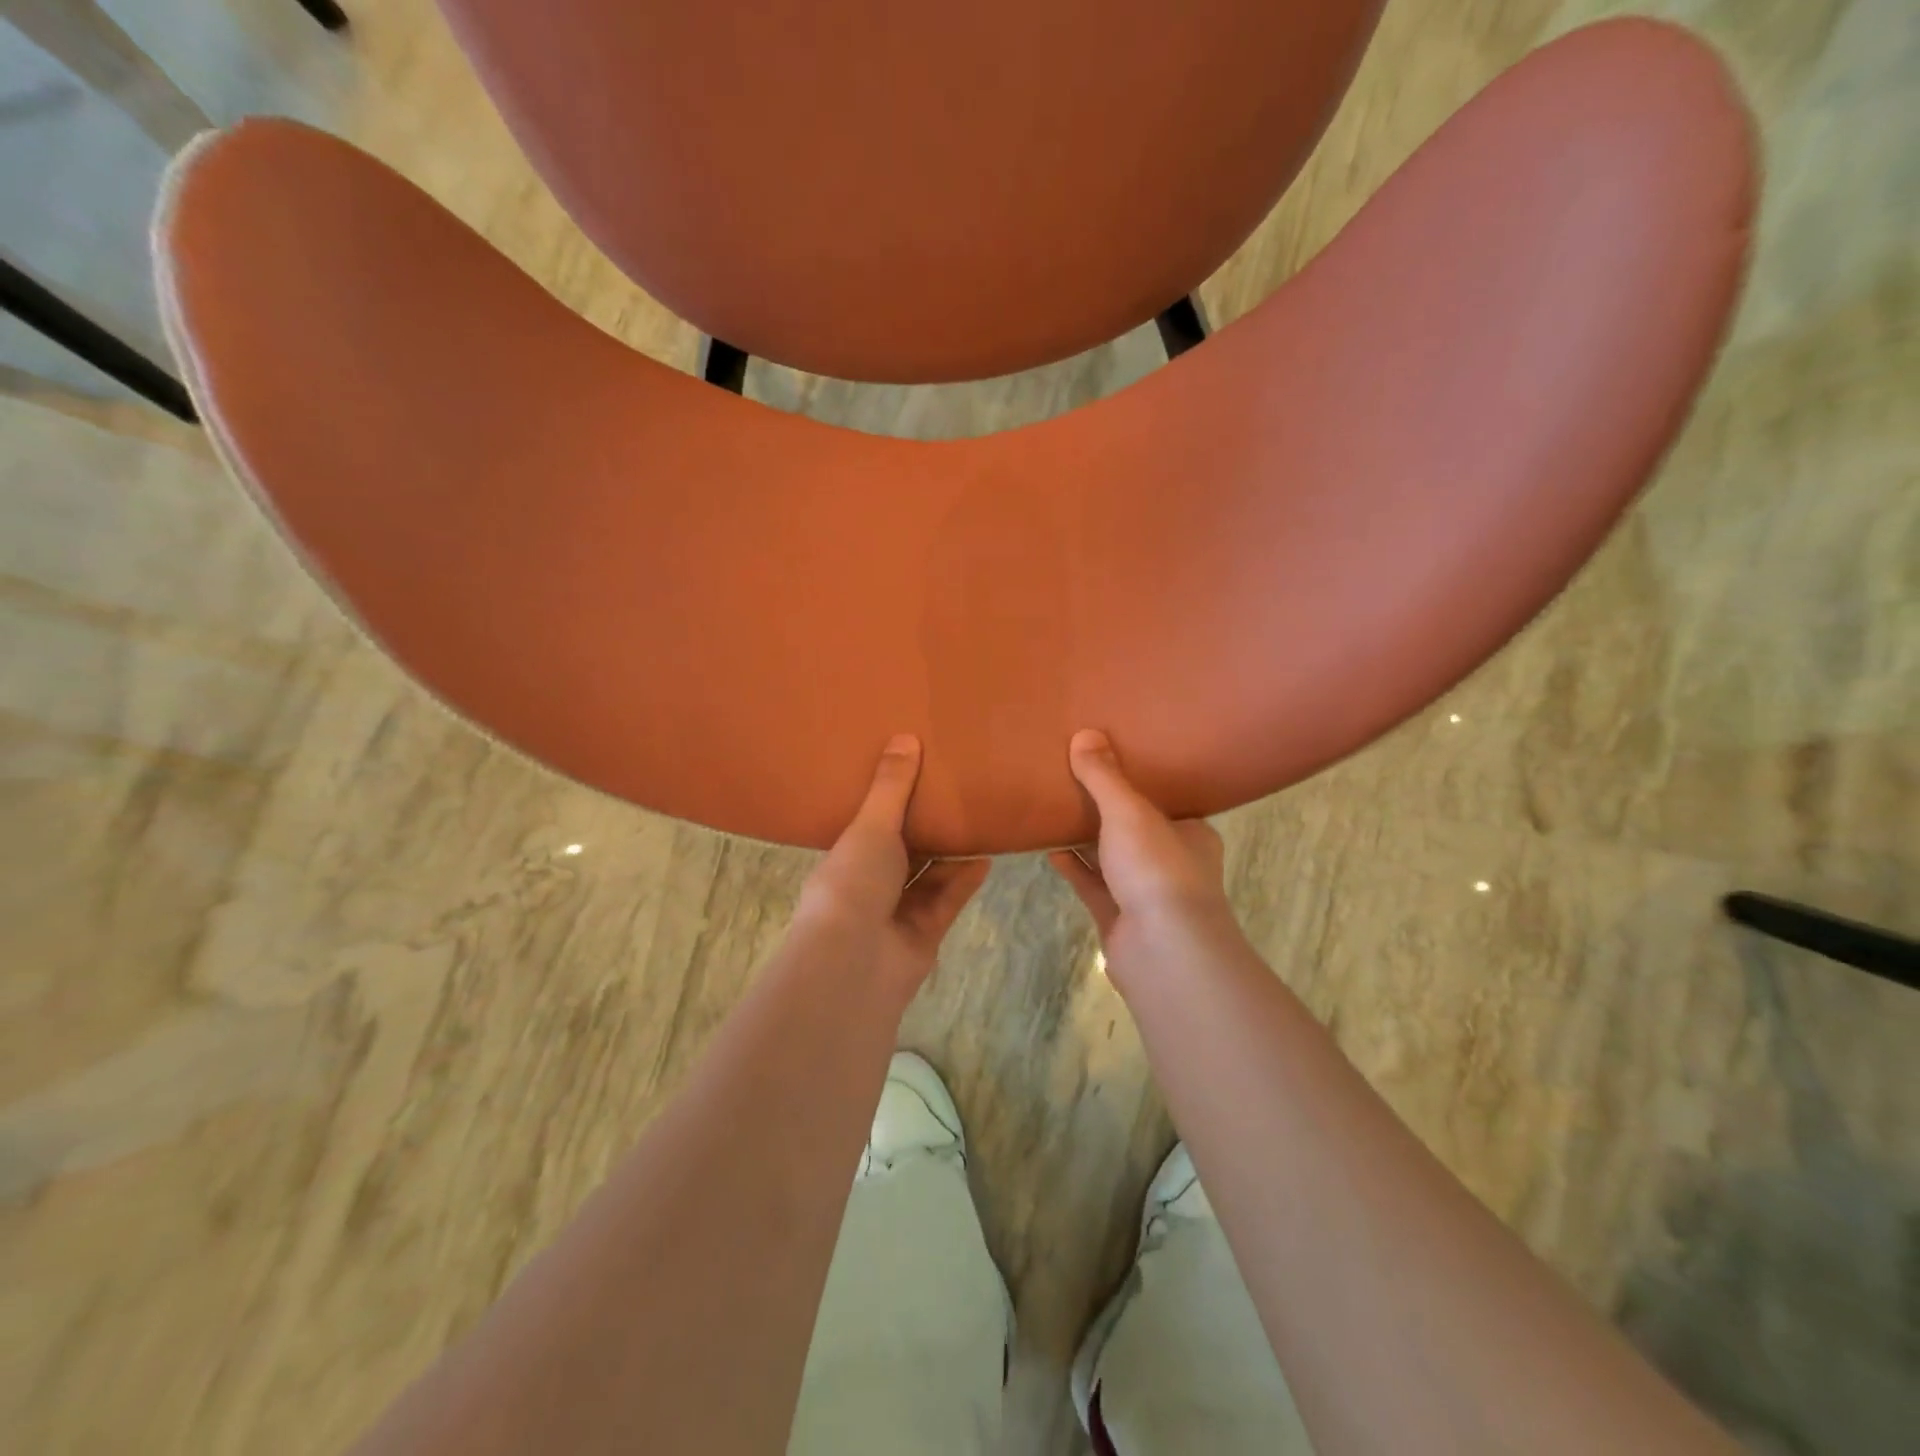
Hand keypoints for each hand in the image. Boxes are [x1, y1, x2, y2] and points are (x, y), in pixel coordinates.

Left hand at [795, 735, 989, 993]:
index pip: (871, 826)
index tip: (916, 776)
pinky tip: (988, 856)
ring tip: (980, 819)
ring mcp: (898, 911)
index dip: (892, 803)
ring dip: (952, 853)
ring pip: (930, 875)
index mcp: (848, 857)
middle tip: (957, 793)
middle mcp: (871, 883)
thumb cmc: (853, 882)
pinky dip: (965, 879)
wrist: (855, 961)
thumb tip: (904, 737)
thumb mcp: (871, 826)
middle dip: (927, 827)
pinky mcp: (926, 932)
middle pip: (905, 851)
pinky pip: (949, 899)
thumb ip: (892, 786)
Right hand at [1048, 729, 1238, 982]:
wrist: (1163, 951)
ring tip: (1055, 810)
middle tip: (1075, 780)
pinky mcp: (1120, 919)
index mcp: (1191, 834)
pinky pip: (1094, 886)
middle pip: (1136, 829)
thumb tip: (1085, 734)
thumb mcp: (1129, 812)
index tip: (1111, 760)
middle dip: (1107, 810)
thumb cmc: (1157, 870)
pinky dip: (1075, 867)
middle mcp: (1173, 863)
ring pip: (1113, 859)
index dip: (1140, 782)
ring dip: (1087, 839)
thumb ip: (1105, 777)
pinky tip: (1050, 850)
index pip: (1166, 802)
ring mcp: (1146, 895)